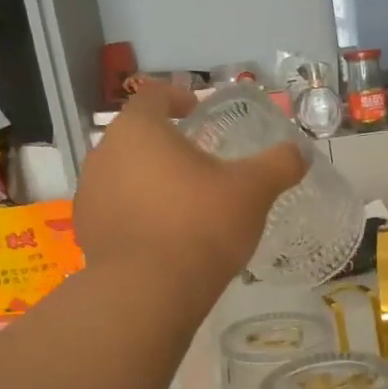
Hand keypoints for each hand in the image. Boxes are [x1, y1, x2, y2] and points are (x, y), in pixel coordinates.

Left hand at [74, 83, 307, 294]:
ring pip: (124, 174)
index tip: (197, 109)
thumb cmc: (201, 225)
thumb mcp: (253, 191)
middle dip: (166, 144)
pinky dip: (138, 213)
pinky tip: (164, 235)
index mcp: (139, 130)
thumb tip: (300, 153)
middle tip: (199, 161)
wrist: (148, 293)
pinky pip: (117, 210)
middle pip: (137, 136)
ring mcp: (90, 194)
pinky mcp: (87, 232)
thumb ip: (279, 165)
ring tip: (183, 201)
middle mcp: (104, 153)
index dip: (177, 97)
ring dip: (150, 180)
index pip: (153, 95)